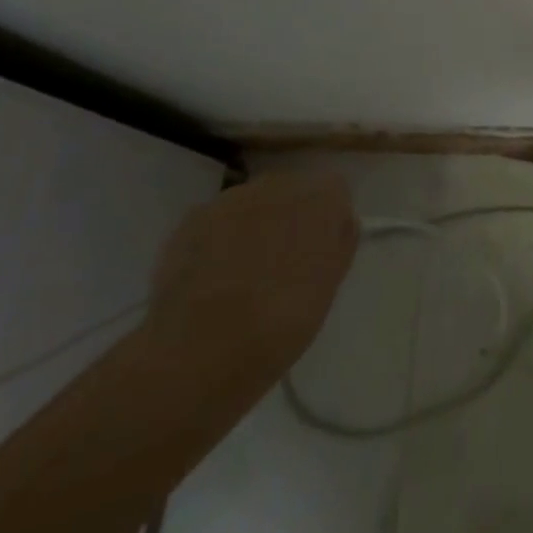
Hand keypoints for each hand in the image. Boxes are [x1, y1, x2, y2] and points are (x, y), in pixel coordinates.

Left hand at [147, 169, 357, 381]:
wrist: (203, 347)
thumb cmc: (283, 321)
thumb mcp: (329, 285)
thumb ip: (339, 243)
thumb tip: (339, 223)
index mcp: (321, 199)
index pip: (334, 191)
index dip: (328, 218)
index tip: (321, 249)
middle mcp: (279, 185)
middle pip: (291, 190)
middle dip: (289, 215)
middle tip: (282, 261)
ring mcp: (232, 198)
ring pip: (252, 202)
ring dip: (253, 223)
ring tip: (241, 272)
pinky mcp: (193, 218)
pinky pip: (216, 219)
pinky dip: (217, 238)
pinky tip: (210, 275)